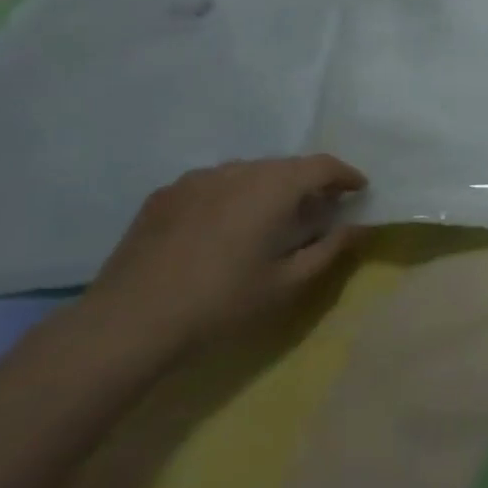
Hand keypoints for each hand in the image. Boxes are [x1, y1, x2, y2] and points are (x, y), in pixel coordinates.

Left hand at [80, 156, 367, 361]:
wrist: (129, 322)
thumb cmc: (221, 303)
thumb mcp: (287, 284)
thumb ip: (329, 250)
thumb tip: (357, 226)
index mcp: (273, 187)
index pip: (322, 165)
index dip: (345, 175)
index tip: (358, 190)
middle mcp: (238, 170)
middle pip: (285, 166)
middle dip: (308, 183)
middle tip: (318, 209)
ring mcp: (197, 179)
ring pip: (247, 173)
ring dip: (268, 188)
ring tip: (269, 219)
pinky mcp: (166, 195)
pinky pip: (213, 185)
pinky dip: (231, 197)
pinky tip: (222, 229)